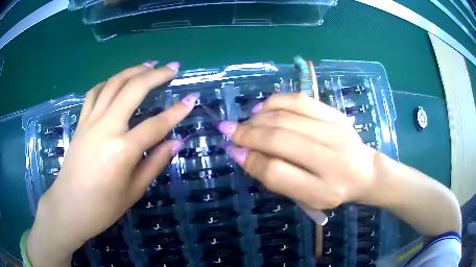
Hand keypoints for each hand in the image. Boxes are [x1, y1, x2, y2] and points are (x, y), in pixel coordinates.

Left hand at [27, 61, 200, 266]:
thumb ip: (155, 162)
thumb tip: (176, 142)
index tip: (192, 98)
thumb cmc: (103, 207)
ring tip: (149, 65)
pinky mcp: (81, 122)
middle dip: (156, 75)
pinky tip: (117, 81)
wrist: (69, 206)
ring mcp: (90, 121)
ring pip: (113, 83)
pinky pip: (95, 93)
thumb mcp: (134, 190)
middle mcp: (106, 127)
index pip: (156, 124)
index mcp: (122, 150)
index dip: (178, 111)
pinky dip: (108, 82)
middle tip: (173, 67)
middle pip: (134, 89)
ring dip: (133, 70)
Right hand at [217, 93, 377, 210]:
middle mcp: (331, 157)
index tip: (234, 151)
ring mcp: (335, 130)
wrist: (365, 171)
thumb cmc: (333, 190)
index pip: (277, 173)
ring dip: (258, 118)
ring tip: (245, 123)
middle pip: (280, 139)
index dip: (250, 161)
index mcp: (323, 189)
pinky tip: (263, 109)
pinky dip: (275, 102)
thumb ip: (276, 178)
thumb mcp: (306, 197)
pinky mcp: (335, 113)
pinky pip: (300, 100)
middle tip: (229, 131)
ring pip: (286, 116)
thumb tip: (242, 153)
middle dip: (247, 134)